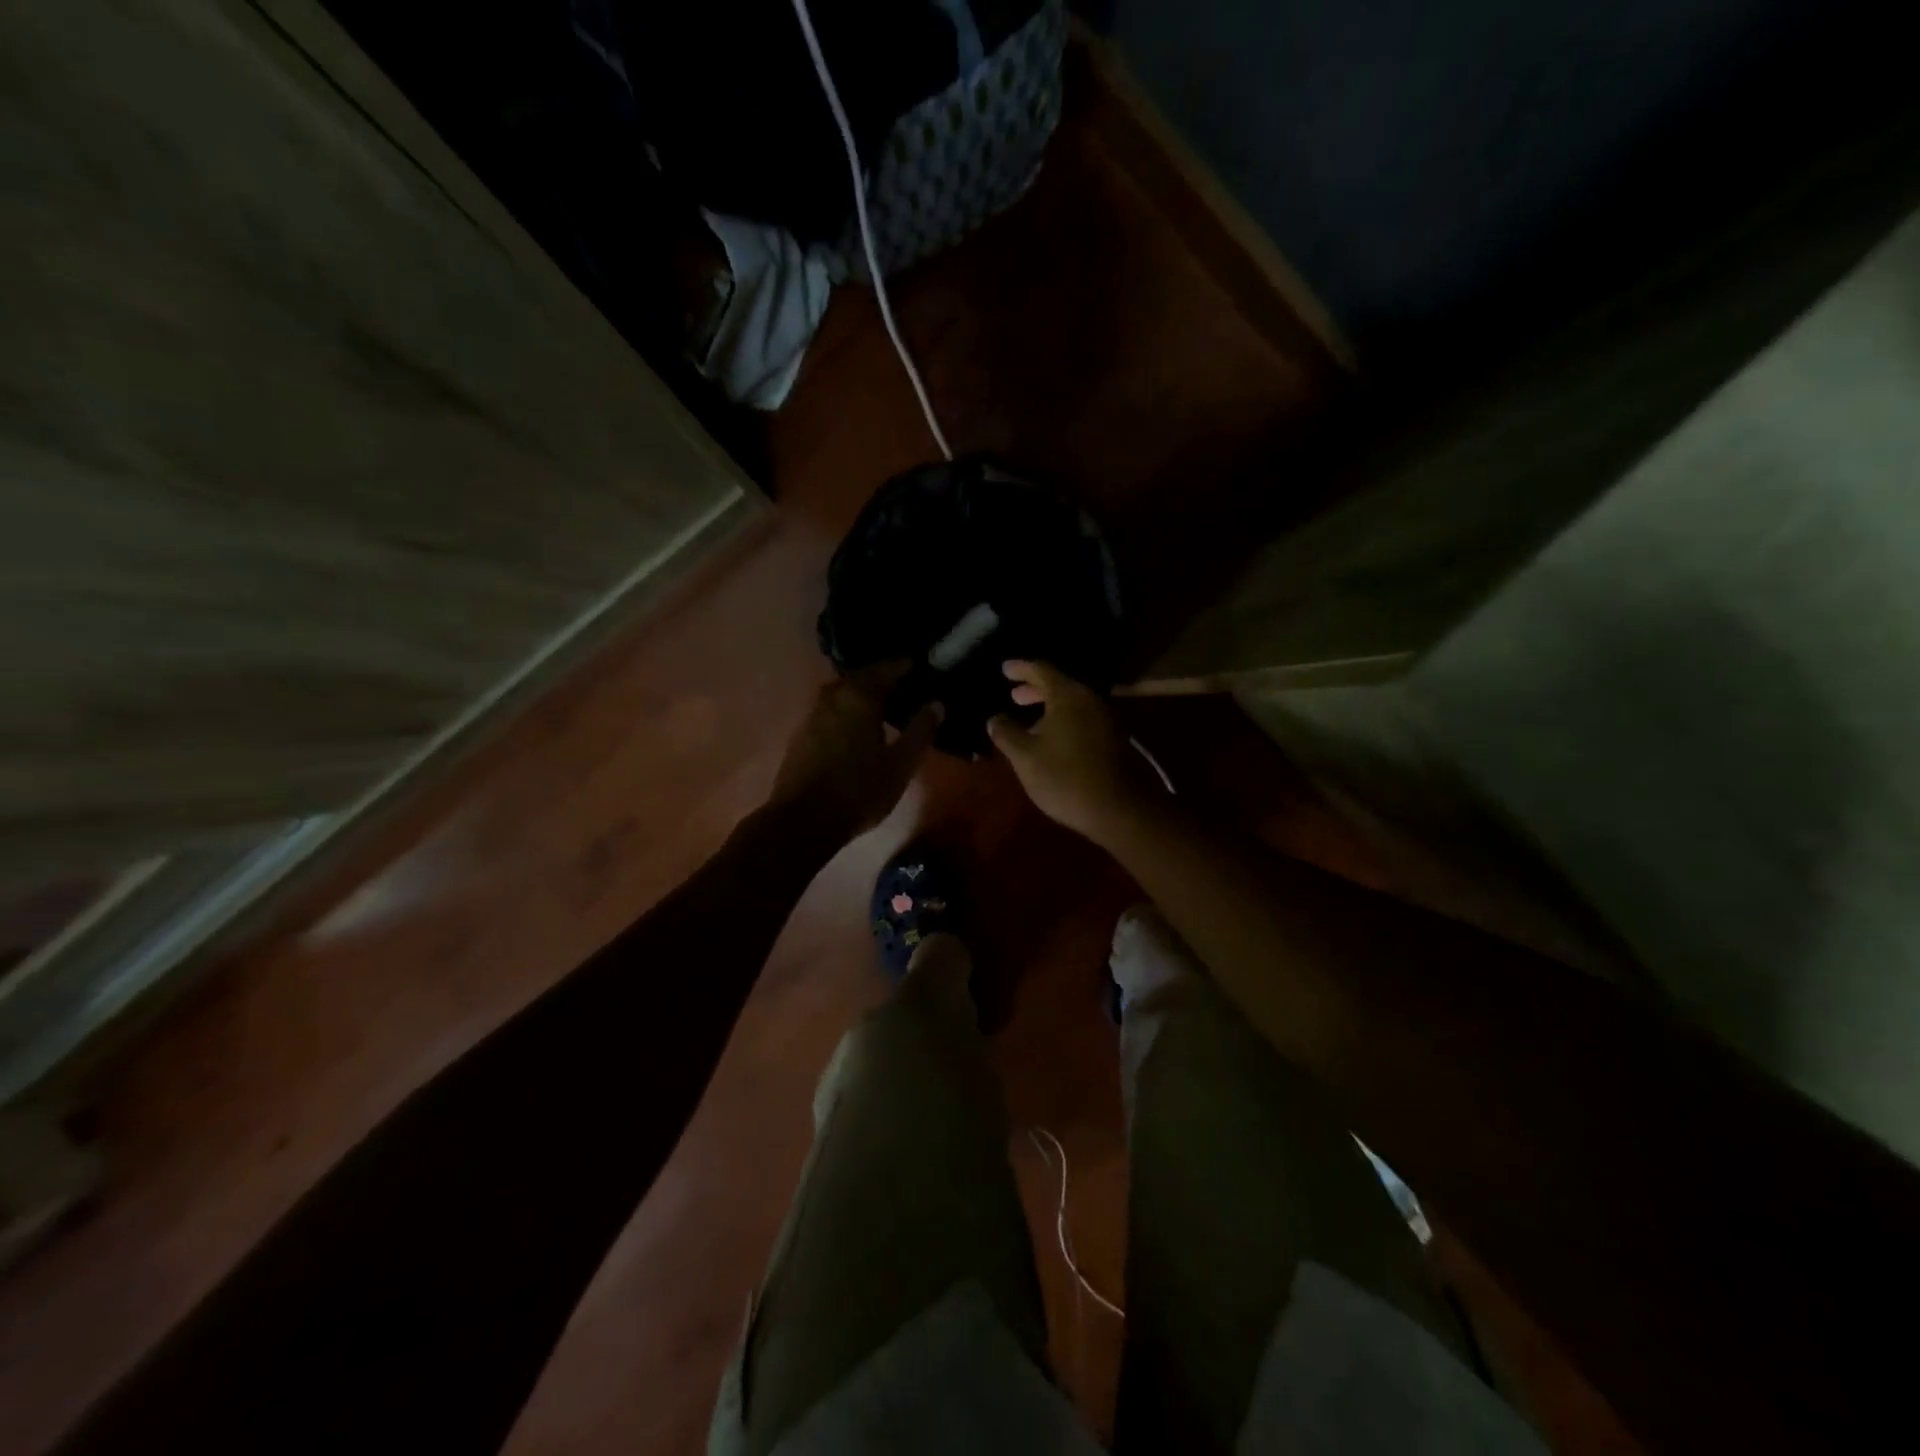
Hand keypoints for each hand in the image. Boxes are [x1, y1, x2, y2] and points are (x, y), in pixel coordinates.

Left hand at [772, 664, 940, 839]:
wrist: (803, 820)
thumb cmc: (859, 790)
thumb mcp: (900, 764)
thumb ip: (920, 730)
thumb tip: (936, 704)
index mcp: (860, 695)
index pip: (889, 667)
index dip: (909, 666)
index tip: (927, 668)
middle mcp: (833, 695)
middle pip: (864, 676)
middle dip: (887, 678)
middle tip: (910, 687)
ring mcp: (814, 713)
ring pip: (846, 692)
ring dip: (866, 694)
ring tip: (888, 707)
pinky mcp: (803, 733)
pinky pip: (834, 709)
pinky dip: (851, 710)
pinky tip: (861, 727)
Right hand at [987, 661, 1154, 843]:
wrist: (1116, 809)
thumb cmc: (1064, 778)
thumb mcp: (1025, 757)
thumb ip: (1006, 733)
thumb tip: (995, 719)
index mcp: (1068, 696)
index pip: (1041, 670)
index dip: (1021, 668)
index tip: (1004, 668)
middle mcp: (1090, 700)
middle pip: (1060, 685)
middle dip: (1034, 689)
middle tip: (1014, 696)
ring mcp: (1105, 719)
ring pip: (1072, 703)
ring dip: (1049, 707)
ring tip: (1029, 721)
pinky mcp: (1113, 739)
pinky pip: (1082, 718)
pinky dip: (1064, 720)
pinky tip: (1051, 739)